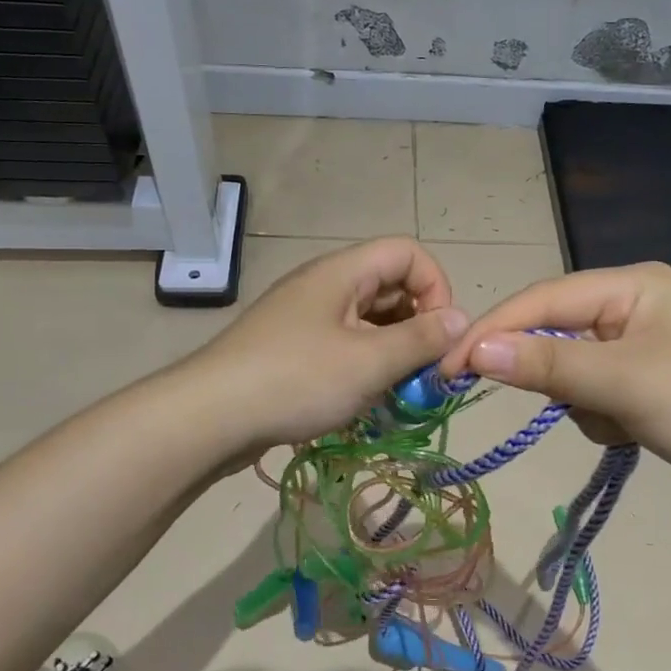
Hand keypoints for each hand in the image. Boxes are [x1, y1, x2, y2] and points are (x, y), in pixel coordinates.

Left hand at [188, 236, 467, 450]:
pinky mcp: (294, 348)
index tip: (442, 334)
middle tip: (428, 370)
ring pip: (369, 319)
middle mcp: (326, 285)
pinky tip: (369, 398)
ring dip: (394, 349)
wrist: (209, 417)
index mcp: (343, 272)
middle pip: (390, 285)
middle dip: (419, 324)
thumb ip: (421, 339)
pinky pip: (345, 344)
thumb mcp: (369, 361)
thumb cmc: (296, 380)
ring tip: (402, 389)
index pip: (407, 253)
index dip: (436, 286)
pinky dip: (367, 364)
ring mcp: (306, 317)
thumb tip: (462, 320)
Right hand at [438, 262, 670, 502]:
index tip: (449, 366)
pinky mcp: (649, 380)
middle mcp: (634, 304)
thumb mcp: (623, 382)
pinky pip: (599, 393)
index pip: (544, 299)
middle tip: (553, 405)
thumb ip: (548, 364)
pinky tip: (638, 433)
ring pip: (574, 370)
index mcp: (632, 285)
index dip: (494, 330)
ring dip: (585, 402)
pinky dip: (605, 416)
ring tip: (625, 422)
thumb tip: (476, 349)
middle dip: (554, 375)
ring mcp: (643, 344)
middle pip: (557, 333)